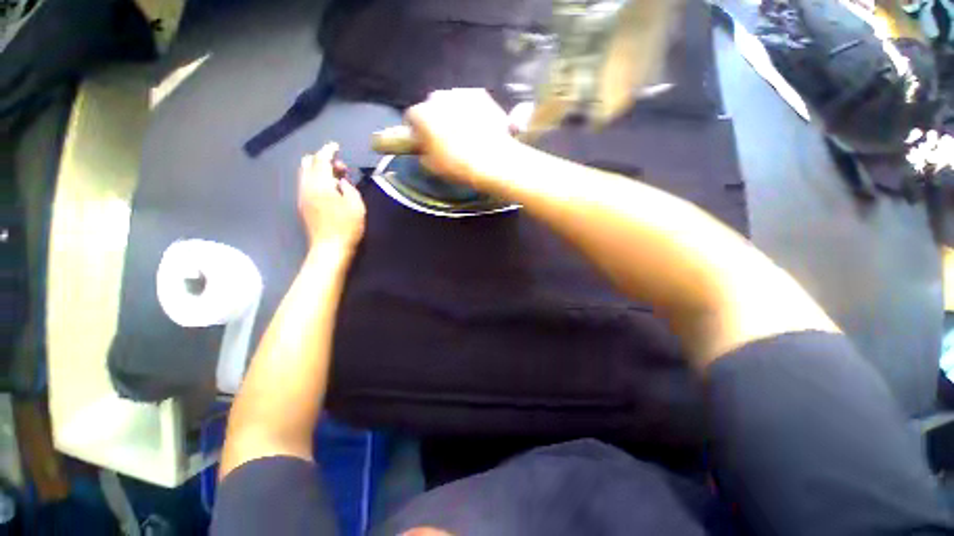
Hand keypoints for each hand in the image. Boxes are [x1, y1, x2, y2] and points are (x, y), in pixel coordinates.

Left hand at [298, 142, 365, 256]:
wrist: (330, 248)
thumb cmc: (347, 227)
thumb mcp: (356, 205)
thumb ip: (349, 187)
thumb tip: (342, 180)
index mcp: (320, 185)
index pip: (321, 160)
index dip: (329, 151)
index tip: (336, 146)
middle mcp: (307, 187)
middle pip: (308, 163)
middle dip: (322, 159)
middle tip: (340, 168)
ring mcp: (302, 196)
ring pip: (305, 173)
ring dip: (319, 170)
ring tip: (336, 179)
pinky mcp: (303, 205)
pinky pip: (306, 184)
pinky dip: (316, 179)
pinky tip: (329, 189)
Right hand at [404, 89, 517, 186]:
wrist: (493, 160)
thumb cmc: (458, 166)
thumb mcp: (432, 167)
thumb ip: (422, 152)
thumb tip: (424, 148)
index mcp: (421, 114)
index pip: (411, 118)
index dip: (416, 131)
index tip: (423, 142)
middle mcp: (437, 97)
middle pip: (431, 107)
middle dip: (435, 120)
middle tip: (446, 139)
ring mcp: (460, 93)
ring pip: (451, 103)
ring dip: (453, 114)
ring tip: (465, 134)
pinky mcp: (481, 94)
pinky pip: (469, 103)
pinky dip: (471, 112)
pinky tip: (478, 127)